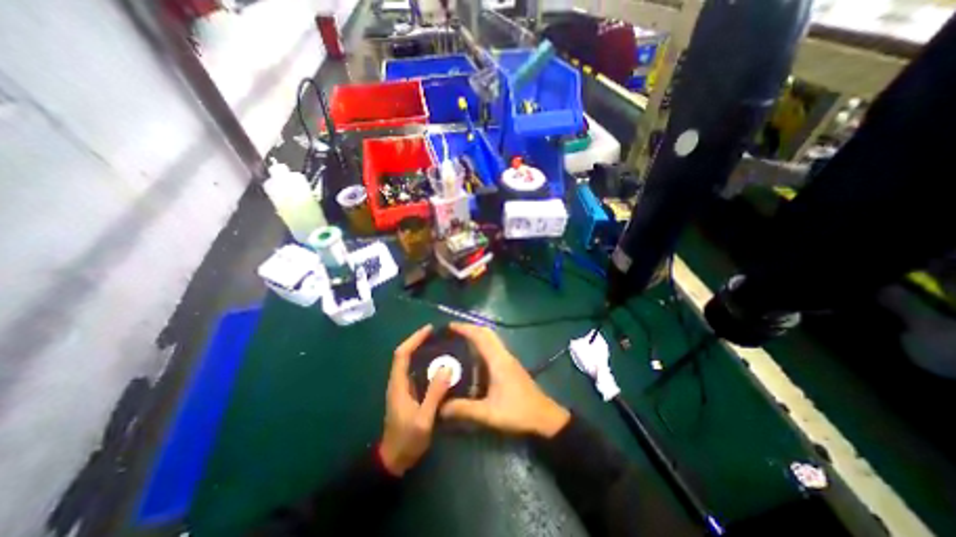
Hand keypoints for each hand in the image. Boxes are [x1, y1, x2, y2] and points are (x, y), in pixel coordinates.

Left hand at [380, 326, 452, 474]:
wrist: (394, 461)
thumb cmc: (406, 440)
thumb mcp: (423, 419)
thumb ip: (434, 394)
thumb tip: (447, 367)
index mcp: (398, 384)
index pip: (402, 354)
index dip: (414, 339)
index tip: (429, 330)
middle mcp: (398, 382)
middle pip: (405, 355)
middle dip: (419, 342)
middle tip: (439, 336)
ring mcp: (403, 389)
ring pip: (411, 363)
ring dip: (423, 351)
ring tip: (442, 346)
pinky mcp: (409, 395)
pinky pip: (417, 373)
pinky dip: (427, 364)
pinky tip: (441, 366)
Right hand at [438, 322, 564, 438]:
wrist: (545, 418)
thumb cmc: (518, 412)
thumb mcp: (488, 413)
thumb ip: (463, 410)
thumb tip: (439, 407)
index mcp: (498, 360)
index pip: (480, 336)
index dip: (465, 328)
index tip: (449, 326)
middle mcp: (503, 355)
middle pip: (487, 333)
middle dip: (470, 329)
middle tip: (453, 333)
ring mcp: (508, 360)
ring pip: (491, 340)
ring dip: (476, 336)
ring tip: (459, 343)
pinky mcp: (510, 367)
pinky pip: (493, 349)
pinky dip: (482, 347)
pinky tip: (472, 360)